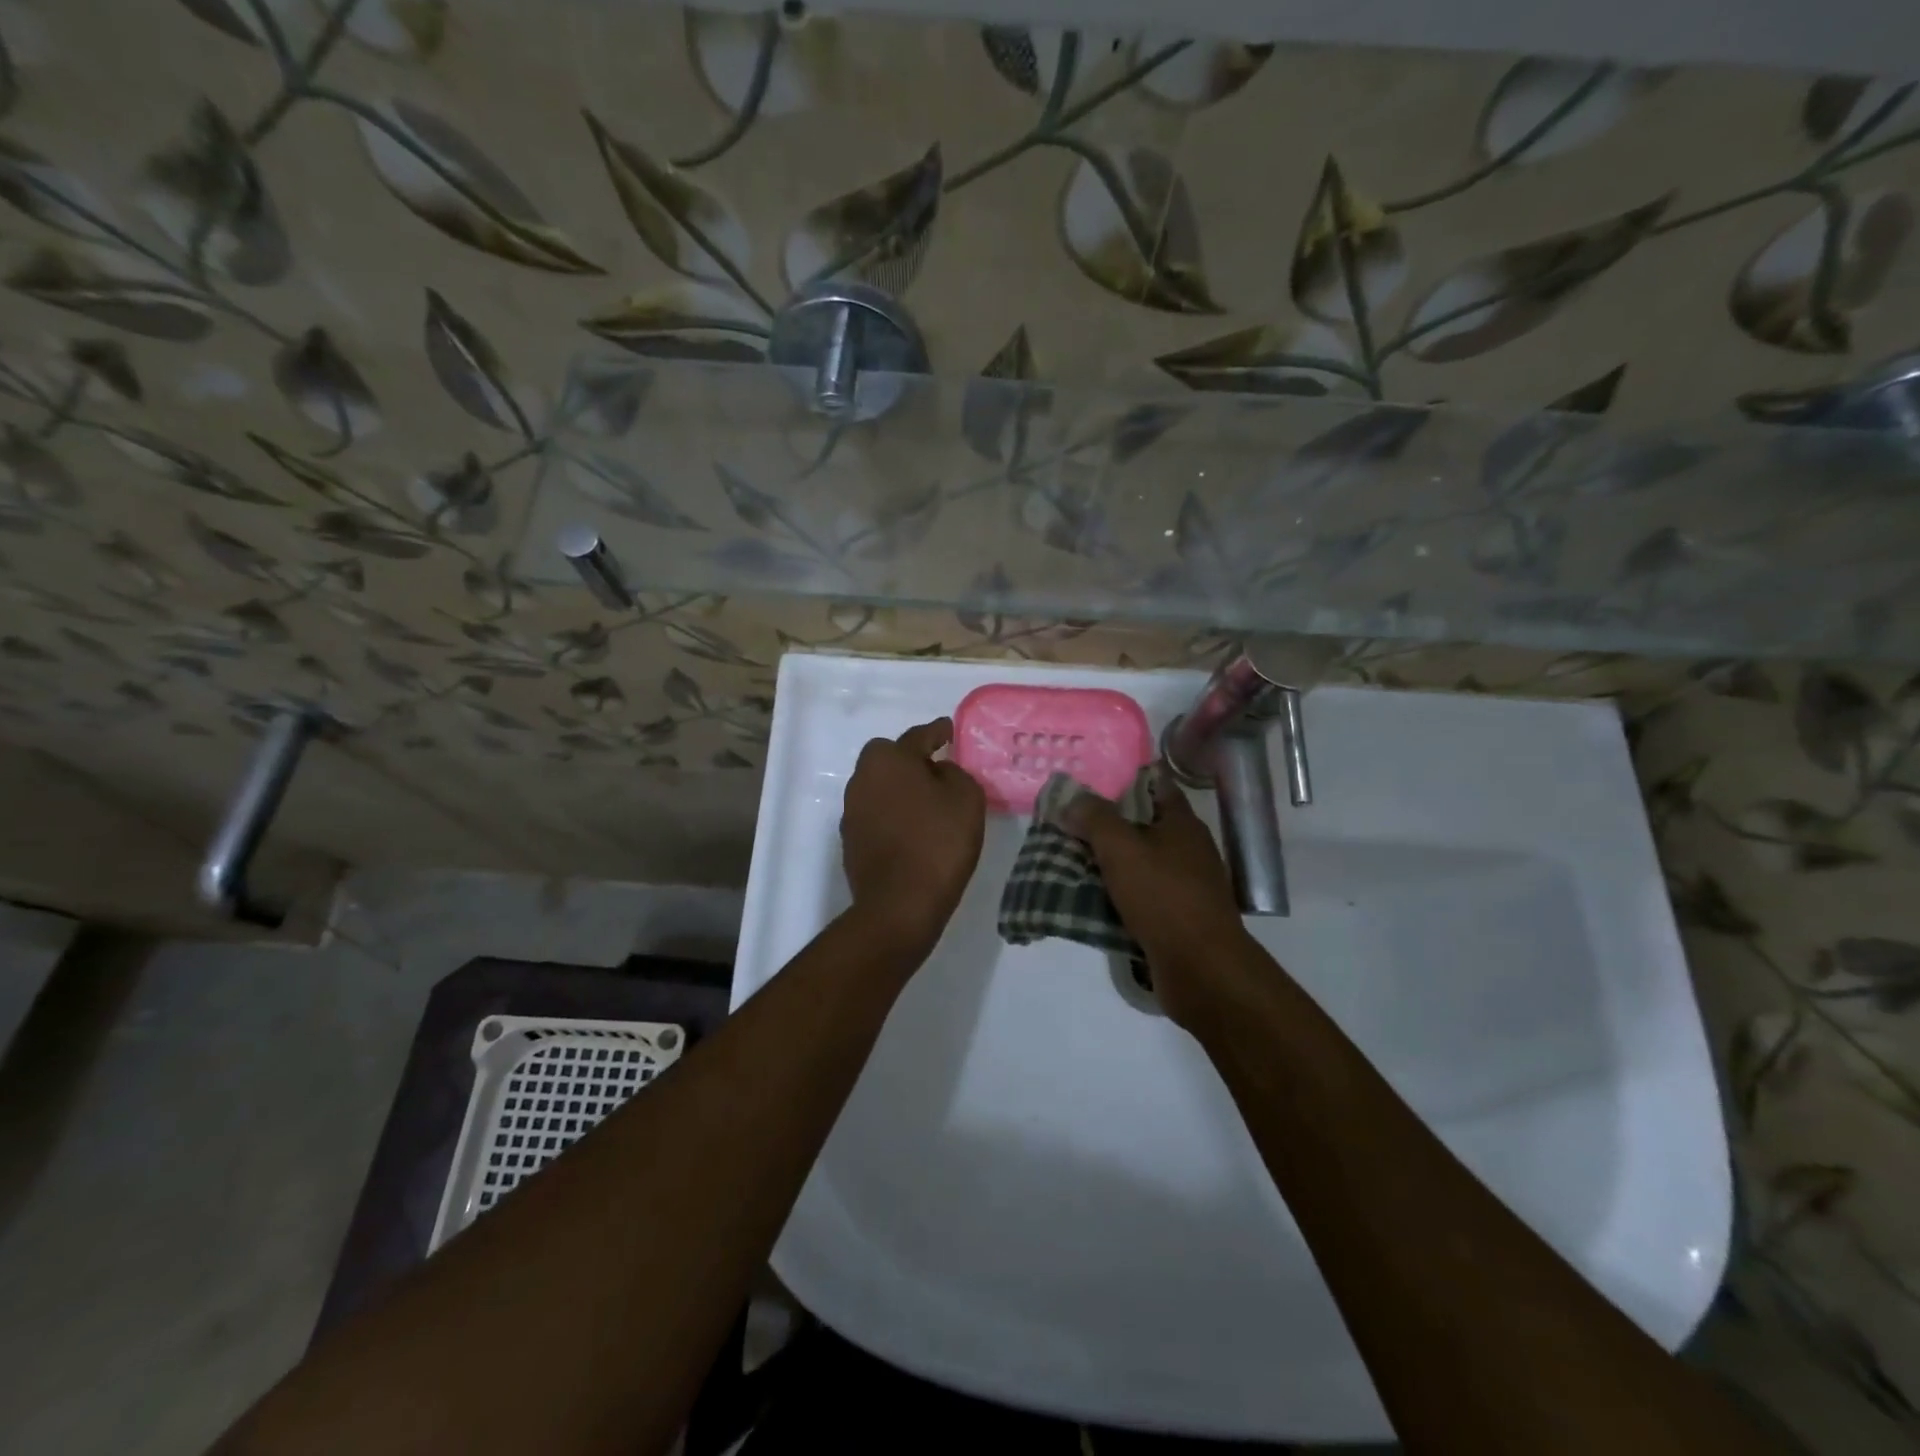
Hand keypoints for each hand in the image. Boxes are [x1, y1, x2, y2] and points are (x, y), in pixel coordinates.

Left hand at [841, 717, 985, 955]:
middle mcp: (862, 779)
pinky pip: (876, 815)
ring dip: (900, 789)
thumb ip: (954, 773)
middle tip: (937, 771)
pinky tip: (912, 831)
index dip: (937, 732)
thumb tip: (938, 771)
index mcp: (888, 760)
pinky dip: (893, 816)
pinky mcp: (850, 841)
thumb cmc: (938, 843)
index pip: (917, 737)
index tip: (948, 731)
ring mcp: (851, 811)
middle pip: (889, 759)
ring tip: (927, 805)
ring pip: (879, 787)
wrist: (900, 905)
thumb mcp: (966, 798)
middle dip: (910, 760)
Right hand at [1065, 768, 1255, 1029]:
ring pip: (1139, 863)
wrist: (1201, 969)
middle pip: (1143, 825)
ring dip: (1108, 862)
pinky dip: (1117, 894)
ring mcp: (1185, 885)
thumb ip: (1094, 818)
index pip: (1155, 784)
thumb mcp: (1121, 848)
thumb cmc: (1164, 897)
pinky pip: (1140, 896)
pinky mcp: (1178, 918)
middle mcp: (1188, 849)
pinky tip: (1089, 898)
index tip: (1089, 780)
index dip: (1124, 778)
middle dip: (1106, 823)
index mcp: (1182, 823)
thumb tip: (1072, 798)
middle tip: (1068, 820)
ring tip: (1069, 858)